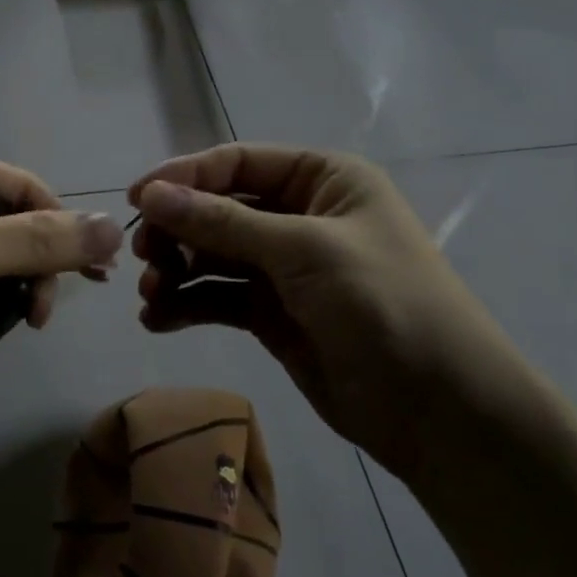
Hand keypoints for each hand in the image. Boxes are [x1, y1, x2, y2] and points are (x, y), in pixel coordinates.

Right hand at [127, 145, 535, 478]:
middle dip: (178, 230)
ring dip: (178, 270)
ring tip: (150, 295)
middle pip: (219, 209)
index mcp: (323, 180)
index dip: (183, 176)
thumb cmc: (384, 305)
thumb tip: (149, 195)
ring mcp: (286, 268)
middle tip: (142, 256)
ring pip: (214, 256)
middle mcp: (301, 216)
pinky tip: (158, 320)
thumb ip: (222, 223)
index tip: (134, 200)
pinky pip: (219, 298)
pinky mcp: (274, 315)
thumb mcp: (304, 251)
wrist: (442, 413)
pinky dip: (188, 304)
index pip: (237, 163)